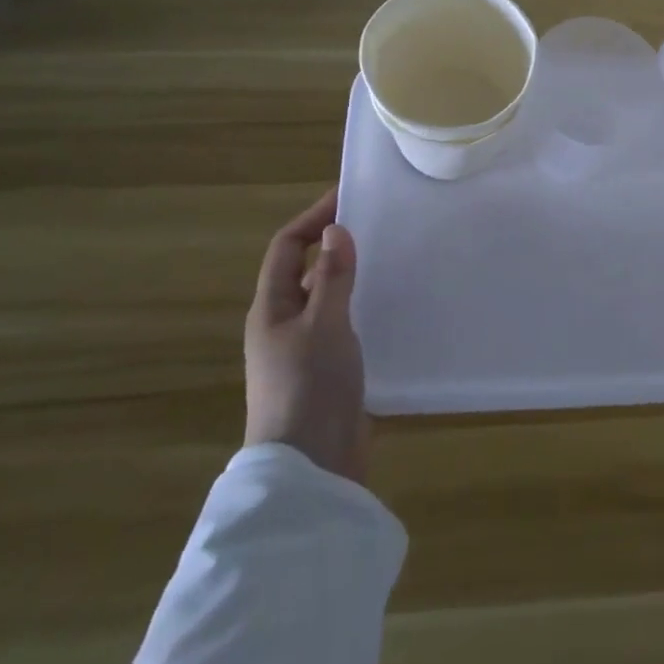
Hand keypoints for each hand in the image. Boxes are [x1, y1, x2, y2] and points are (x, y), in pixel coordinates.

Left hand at [243, 189, 370, 482]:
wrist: (311, 467)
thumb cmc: (310, 387)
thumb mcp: (324, 325)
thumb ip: (333, 277)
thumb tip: (336, 229)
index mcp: (271, 309)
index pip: (286, 248)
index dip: (313, 218)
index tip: (348, 196)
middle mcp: (283, 324)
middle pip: (306, 270)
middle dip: (335, 244)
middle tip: (378, 224)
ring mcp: (305, 349)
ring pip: (327, 297)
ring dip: (351, 275)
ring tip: (392, 257)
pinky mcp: (328, 370)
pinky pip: (344, 323)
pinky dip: (362, 306)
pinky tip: (391, 304)